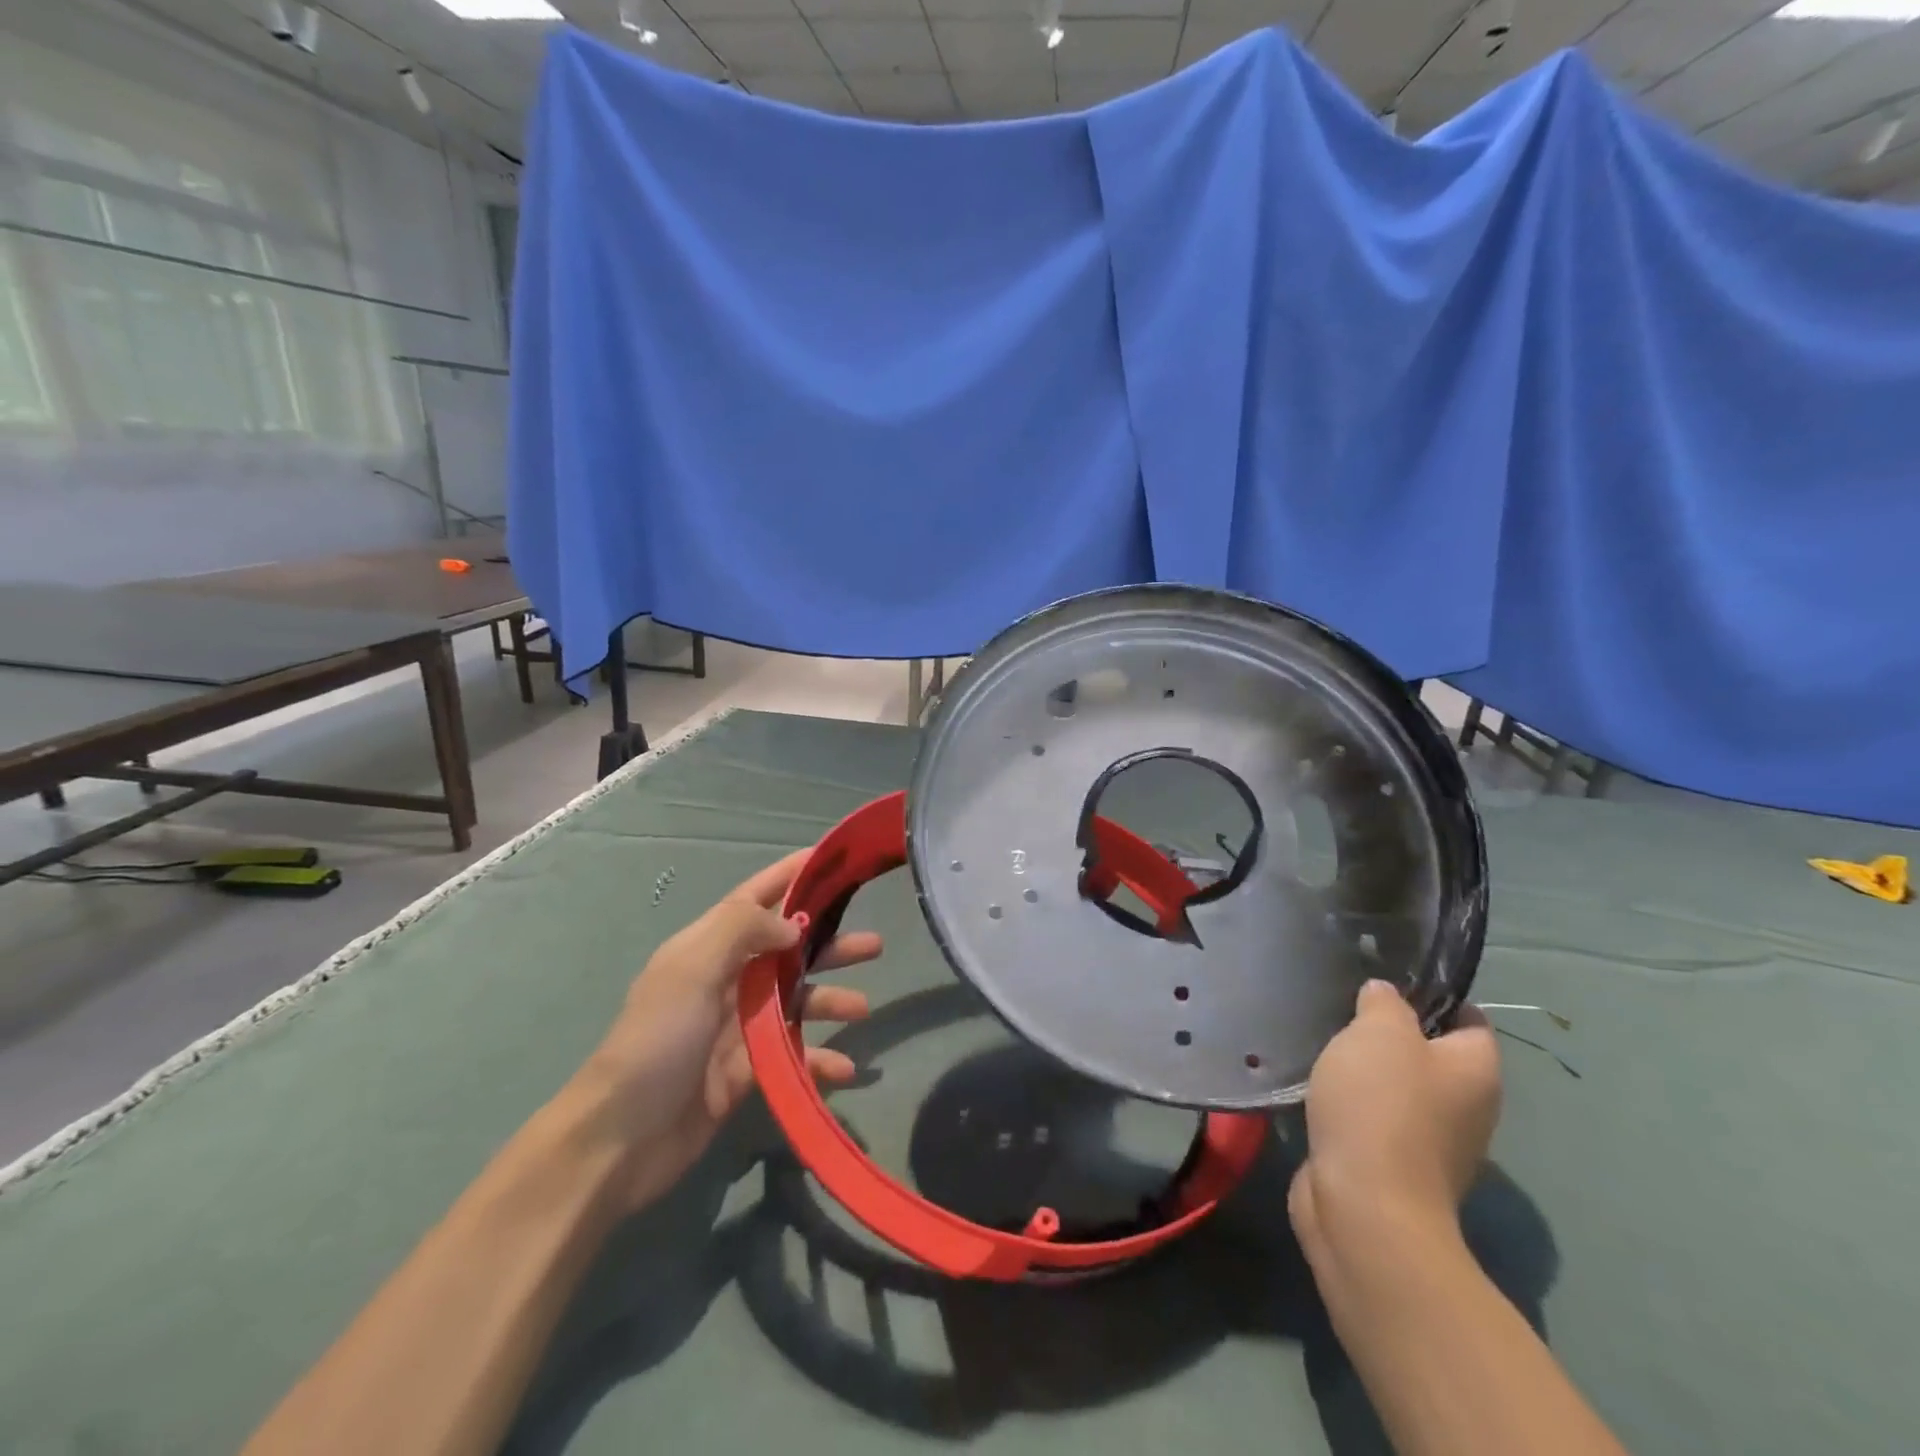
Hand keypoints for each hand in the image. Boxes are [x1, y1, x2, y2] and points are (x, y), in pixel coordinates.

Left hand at [576, 848, 879, 1210]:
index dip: (792, 875)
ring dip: (831, 1001)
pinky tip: (845, 1069)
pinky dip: (819, 1060)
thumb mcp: (693, 969)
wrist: (620, 1138)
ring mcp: (737, 1028)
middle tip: (875, 946)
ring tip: (864, 1008)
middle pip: (788, 951)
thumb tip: (794, 925)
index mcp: (708, 947)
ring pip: (797, 1002)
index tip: (833, 860)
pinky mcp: (747, 1073)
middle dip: (829, 944)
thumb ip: (744, 931)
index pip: (756, 898)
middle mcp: (726, 980)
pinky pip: (794, 1056)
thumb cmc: (658, 1039)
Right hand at [1289, 981, 1500, 1260]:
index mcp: (1477, 1071)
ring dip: (1366, 1072)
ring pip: (1400, 1089)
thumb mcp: (1379, 1032)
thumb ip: (1384, 1003)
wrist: (1364, 1206)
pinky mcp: (1395, 1167)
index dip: (1432, 996)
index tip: (1385, 982)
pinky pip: (1376, 1120)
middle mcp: (1468, 1107)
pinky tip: (1319, 1091)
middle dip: (1391, 1034)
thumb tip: (1384, 995)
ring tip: (1325, 1048)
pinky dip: (1352, 1106)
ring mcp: (1433, 1143)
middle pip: (1432, 1054)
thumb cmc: (1381, 1106)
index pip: (1468, 1019)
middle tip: (1345, 1012)